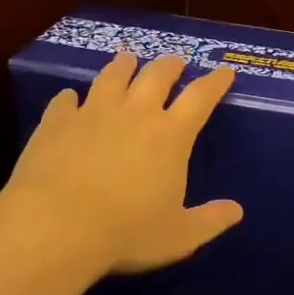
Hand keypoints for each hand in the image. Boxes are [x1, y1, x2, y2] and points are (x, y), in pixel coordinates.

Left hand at [3, 52, 243, 273]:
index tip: (225, 71)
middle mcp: (135, 113)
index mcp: (171, 136)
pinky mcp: (57, 122)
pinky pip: (65, 100)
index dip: (215, 82)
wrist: (57, 226)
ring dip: (123, 65)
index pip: (201, 97)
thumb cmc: (127, 232)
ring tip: (128, 59)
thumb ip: (210, 221)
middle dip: (170, 65)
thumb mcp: (179, 236)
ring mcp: (93, 113)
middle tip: (176, 61)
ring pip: (112, 76)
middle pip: (157, 75)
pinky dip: (70, 97)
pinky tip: (69, 97)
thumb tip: (236, 210)